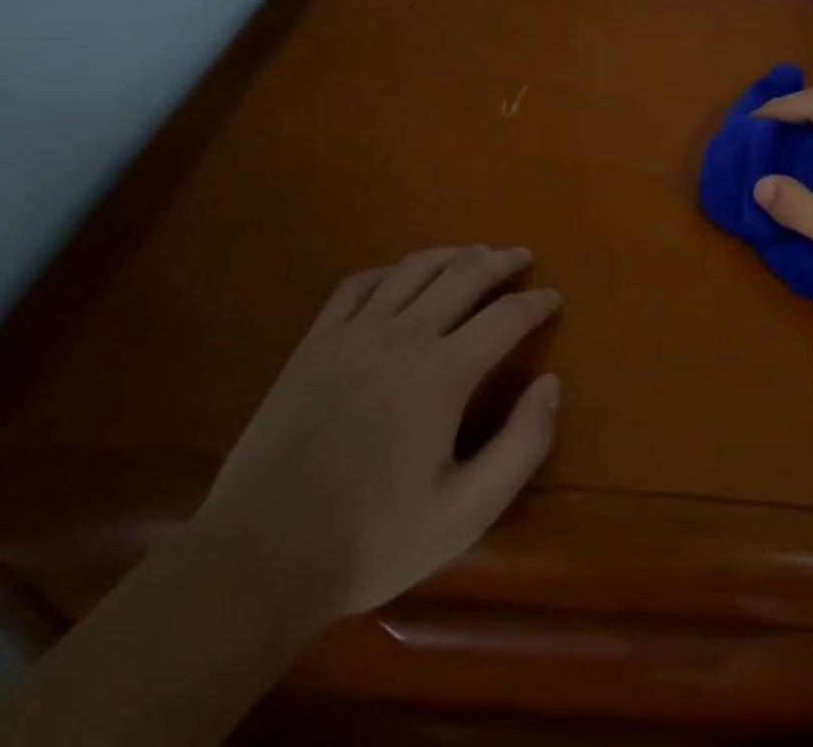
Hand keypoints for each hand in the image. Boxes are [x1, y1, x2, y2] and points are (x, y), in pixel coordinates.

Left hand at [189, 246, 560, 624]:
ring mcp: (354, 333)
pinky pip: (360, 284)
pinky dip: (392, 270)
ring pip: (414, 269)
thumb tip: (551, 383)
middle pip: (464, 274)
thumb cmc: (371, 541)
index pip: (506, 316)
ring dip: (452, 254)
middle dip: (500, 261)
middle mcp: (404, 336)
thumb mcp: (465, 513)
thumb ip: (521, 445)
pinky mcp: (316, 341)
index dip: (536, 302)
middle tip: (521, 257)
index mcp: (443, 373)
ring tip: (474, 254)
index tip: (553, 297)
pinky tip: (402, 276)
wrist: (259, 558)